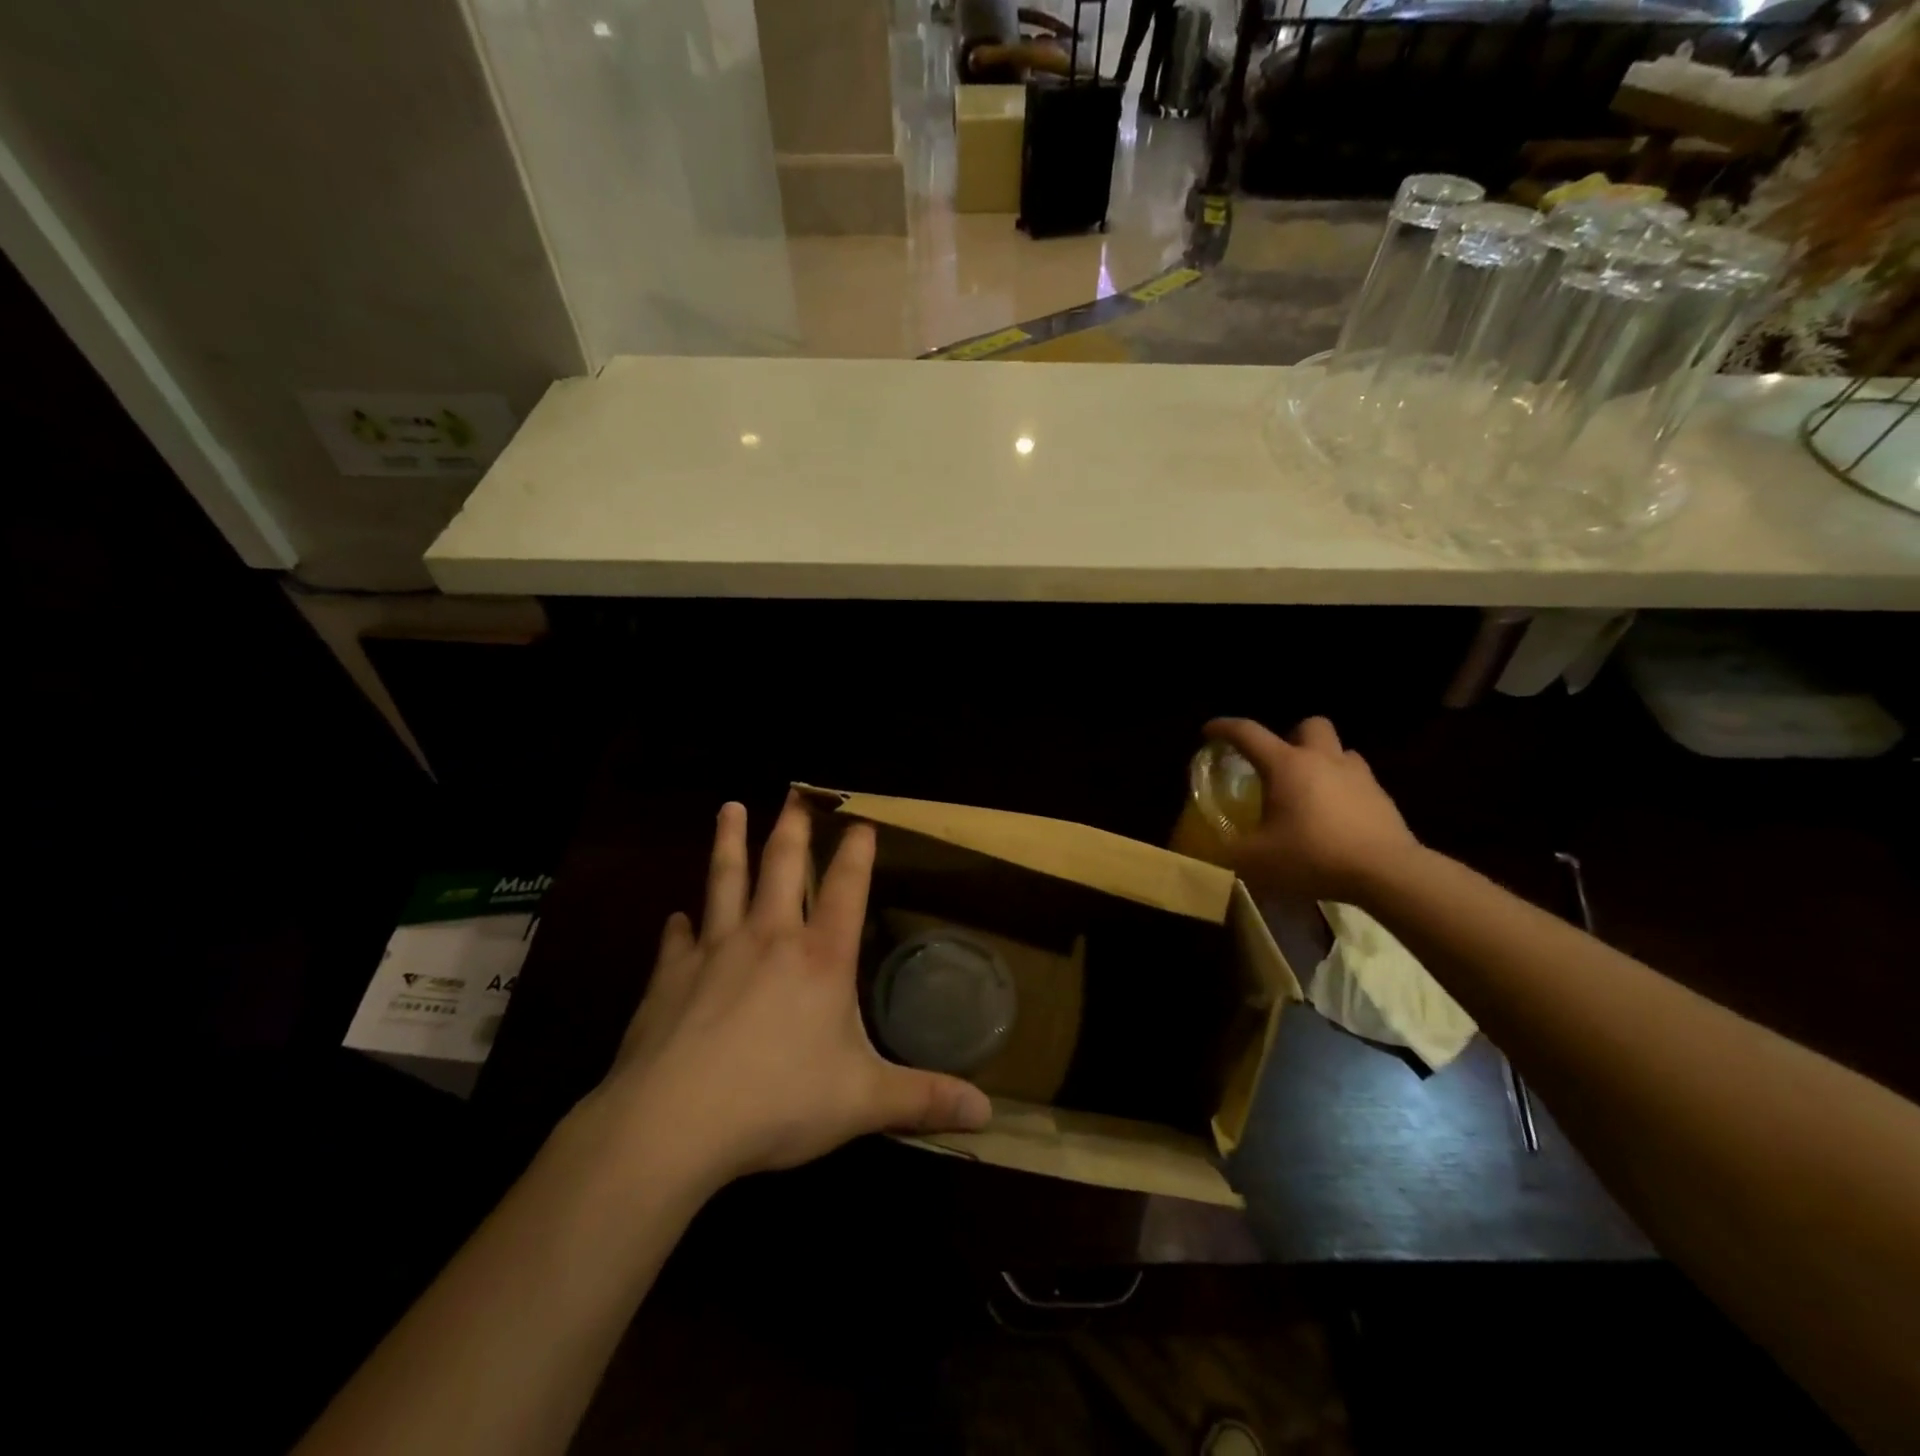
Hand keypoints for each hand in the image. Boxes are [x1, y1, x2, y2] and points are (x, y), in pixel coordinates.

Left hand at [596, 795, 991, 1188]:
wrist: (673, 1122)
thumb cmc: (778, 1102)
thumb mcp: (862, 1103)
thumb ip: (922, 1099)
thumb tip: (987, 1115)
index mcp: (821, 958)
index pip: (846, 888)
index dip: (856, 852)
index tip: (860, 820)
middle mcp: (770, 939)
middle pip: (781, 866)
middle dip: (791, 826)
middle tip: (793, 792)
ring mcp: (715, 951)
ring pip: (724, 881)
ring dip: (728, 843)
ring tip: (729, 808)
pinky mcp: (669, 976)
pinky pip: (676, 940)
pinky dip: (679, 926)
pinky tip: (676, 919)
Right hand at [1205, 716, 1420, 904]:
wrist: (1387, 872)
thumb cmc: (1313, 856)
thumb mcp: (1256, 860)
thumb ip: (1229, 850)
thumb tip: (1214, 847)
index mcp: (1286, 765)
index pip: (1247, 732)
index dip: (1223, 727)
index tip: (1209, 732)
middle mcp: (1322, 759)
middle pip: (1309, 725)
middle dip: (1292, 736)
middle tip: (1279, 764)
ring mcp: (1358, 776)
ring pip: (1339, 751)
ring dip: (1322, 762)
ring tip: (1310, 792)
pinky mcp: (1382, 798)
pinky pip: (1359, 781)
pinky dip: (1343, 790)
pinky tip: (1336, 818)